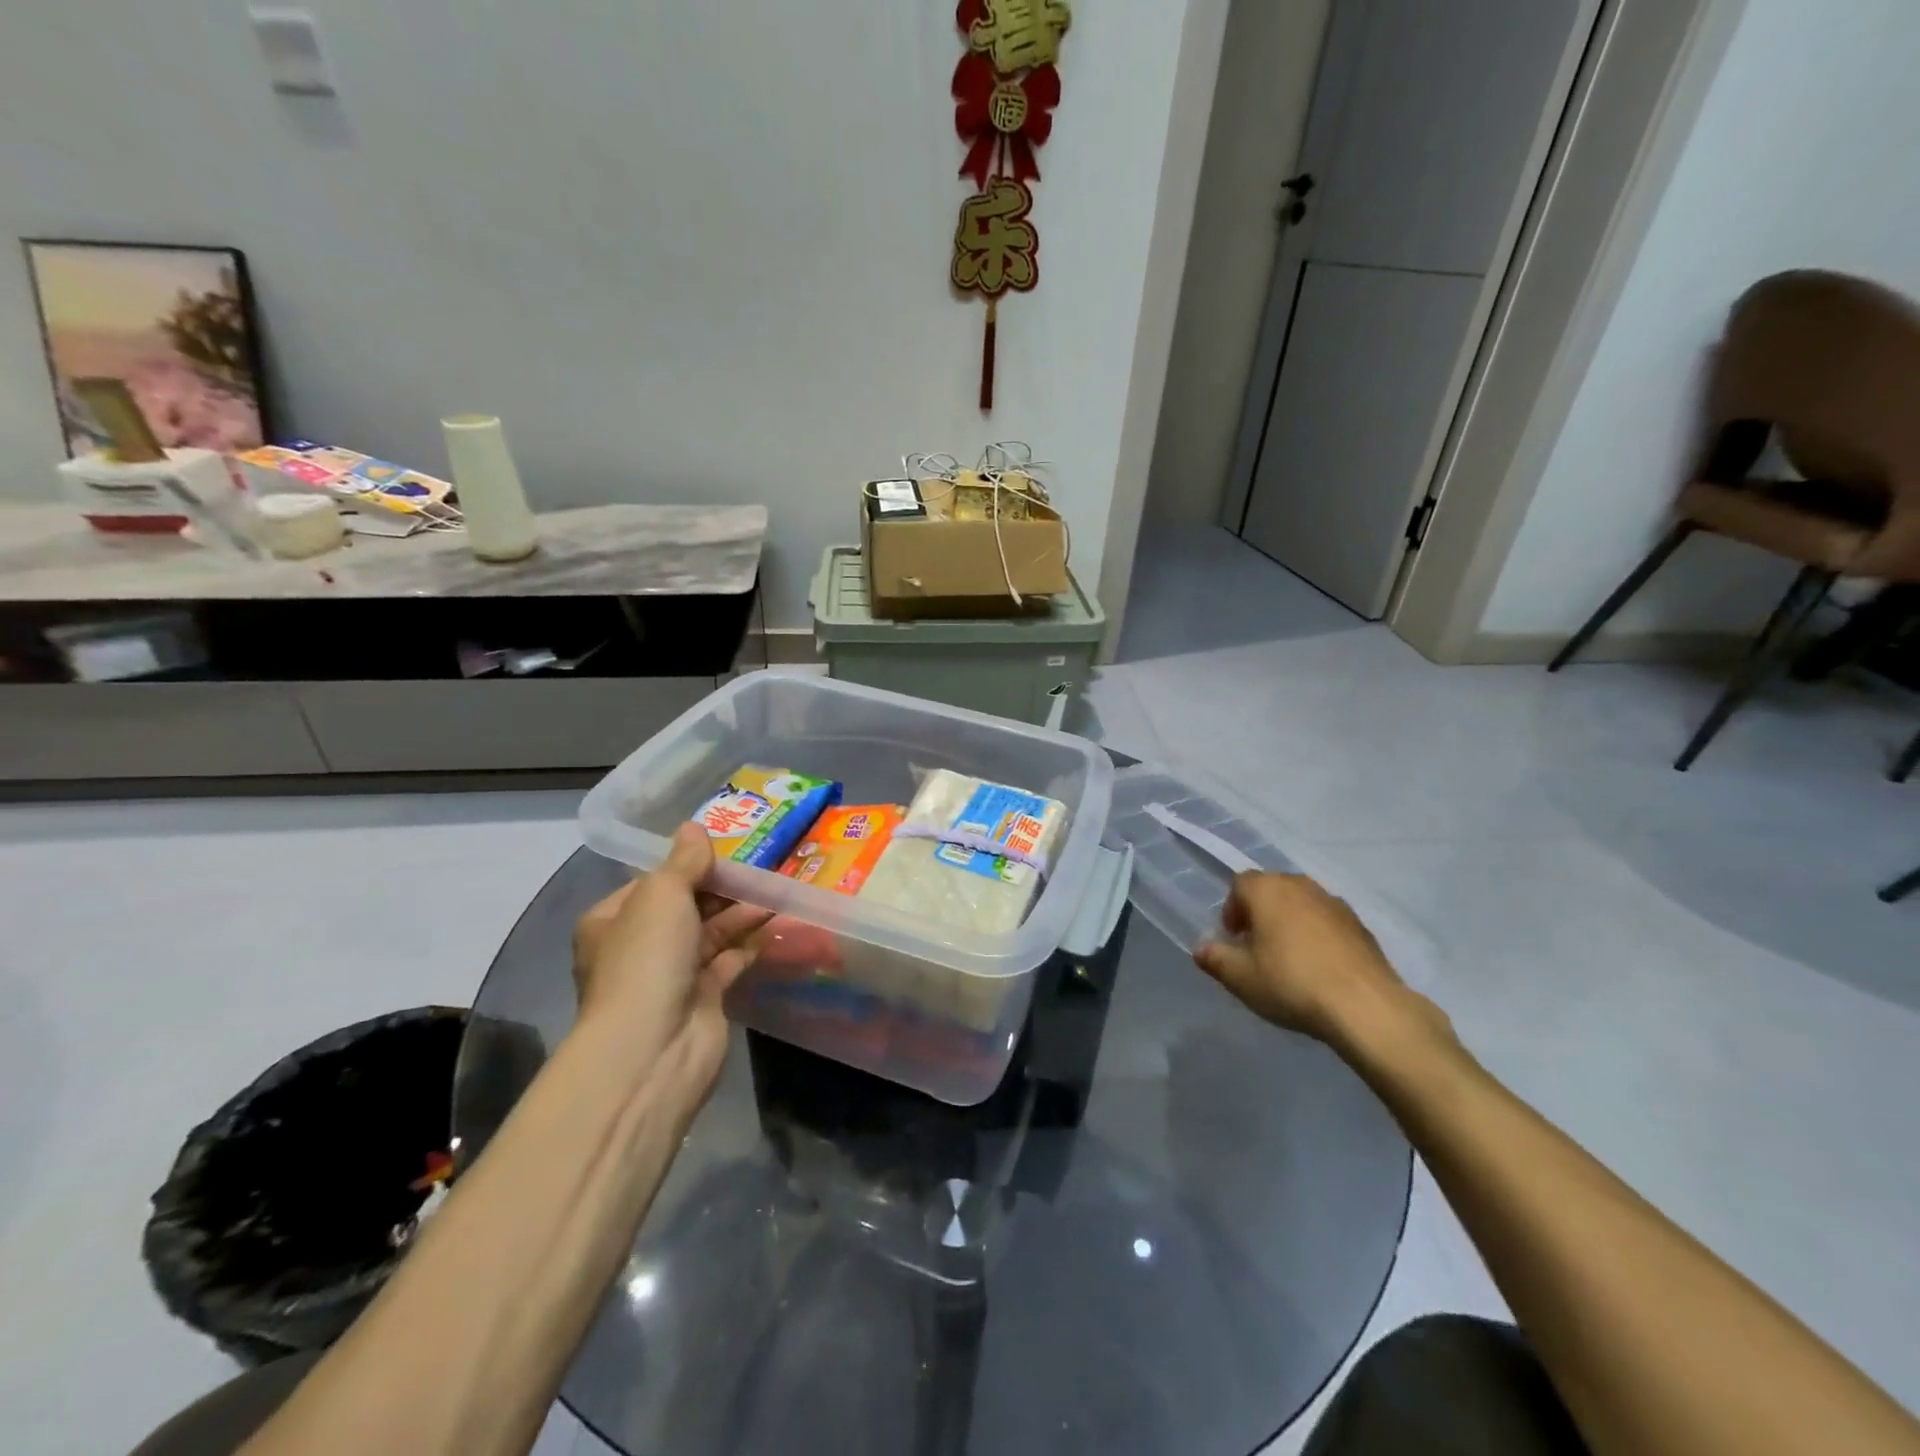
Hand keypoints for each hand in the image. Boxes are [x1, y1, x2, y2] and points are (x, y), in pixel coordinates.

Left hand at [572, 825, 771, 1093]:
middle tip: (761, 866)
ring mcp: (671, 976)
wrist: (654, 1046)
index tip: (727, 850)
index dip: (689, 865)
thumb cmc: (647, 958)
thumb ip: (684, 861)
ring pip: (711, 934)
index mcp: (611, 921)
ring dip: (741, 913)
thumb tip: (693, 827)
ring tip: (777, 888)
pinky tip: (776, 922)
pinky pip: (729, 961)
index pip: (653, 883)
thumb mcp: (662, 894)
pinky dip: (750, 943)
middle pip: (685, 907)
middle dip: (721, 889)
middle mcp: (638, 947)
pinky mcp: (703, 999)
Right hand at [1195, 872, 1442, 1051]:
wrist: (1365, 1006)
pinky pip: (1327, 922)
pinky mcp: (1361, 925)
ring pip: (1301, 904)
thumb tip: (1201, 949)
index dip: (1232, 909)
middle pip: (1272, 889)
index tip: (1235, 939)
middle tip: (1258, 947)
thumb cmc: (1291, 983)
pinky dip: (1318, 935)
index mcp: (1267, 890)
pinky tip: (1320, 967)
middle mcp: (1300, 886)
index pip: (1240, 884)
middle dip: (1261, 912)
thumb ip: (1215, 959)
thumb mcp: (1240, 978)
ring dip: (1291, 922)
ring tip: (1290, 958)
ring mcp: (1334, 903)